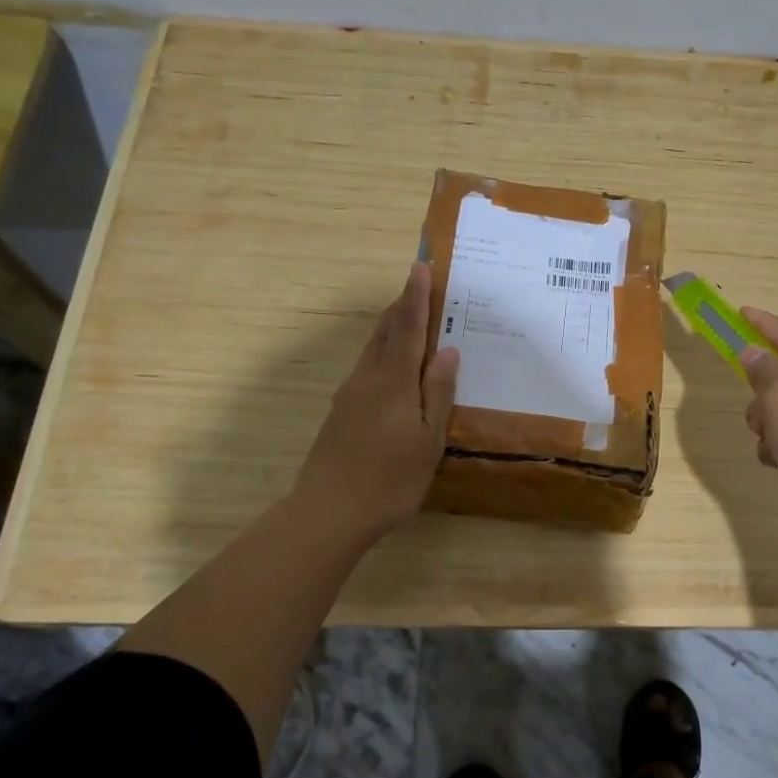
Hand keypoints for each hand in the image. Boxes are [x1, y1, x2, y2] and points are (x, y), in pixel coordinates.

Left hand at [294, 262, 459, 541]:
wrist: (329, 512)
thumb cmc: (390, 477)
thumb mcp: (427, 439)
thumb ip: (438, 392)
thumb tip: (447, 350)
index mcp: (393, 381)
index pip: (407, 327)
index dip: (414, 296)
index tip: (419, 266)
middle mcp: (367, 378)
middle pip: (384, 331)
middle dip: (401, 306)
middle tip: (418, 285)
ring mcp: (350, 395)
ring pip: (372, 349)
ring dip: (390, 327)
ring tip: (408, 318)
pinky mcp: (341, 412)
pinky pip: (367, 368)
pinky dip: (383, 352)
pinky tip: (393, 367)